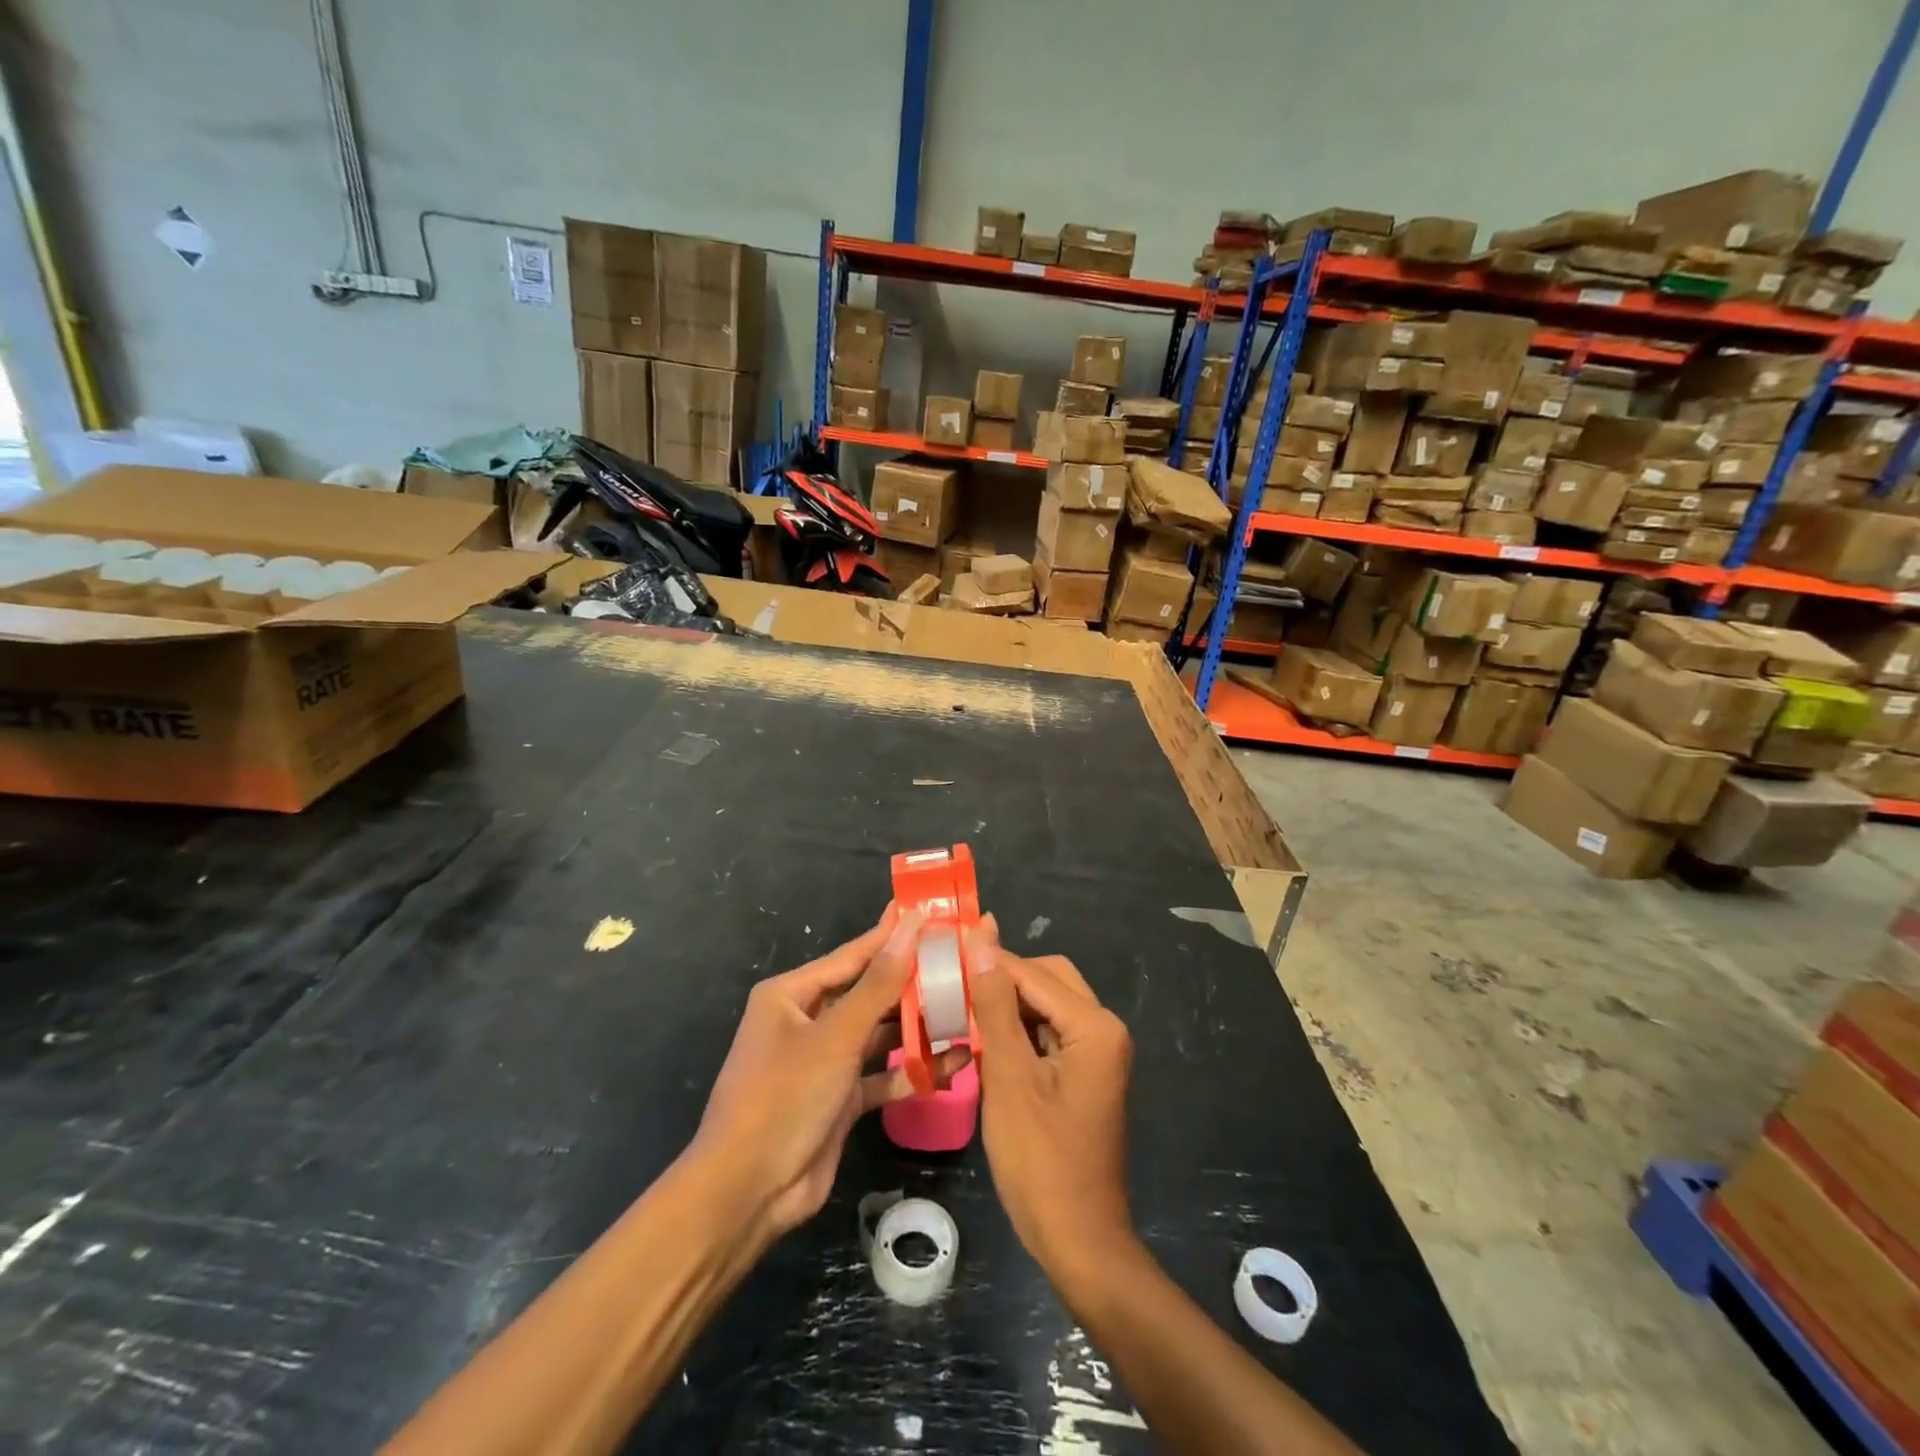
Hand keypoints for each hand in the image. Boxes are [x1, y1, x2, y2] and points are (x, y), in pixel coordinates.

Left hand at [690, 906, 970, 1243]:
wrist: (748, 1194)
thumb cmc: (784, 1097)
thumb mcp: (836, 1036)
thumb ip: (879, 983)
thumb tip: (911, 927)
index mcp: (793, 994)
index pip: (854, 955)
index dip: (893, 935)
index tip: (933, 914)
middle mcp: (808, 1020)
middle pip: (870, 992)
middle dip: (913, 983)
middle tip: (962, 963)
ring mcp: (826, 1060)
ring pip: (880, 1033)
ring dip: (918, 1027)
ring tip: (967, 1009)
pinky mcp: (841, 1098)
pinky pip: (882, 1073)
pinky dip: (912, 1070)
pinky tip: (954, 1063)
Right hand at [967, 919, 1134, 1285]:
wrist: (1077, 1241)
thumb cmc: (1040, 1160)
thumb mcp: (1008, 1076)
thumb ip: (994, 1003)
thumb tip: (982, 936)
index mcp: (1094, 1025)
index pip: (1033, 973)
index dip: (986, 963)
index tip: (940, 956)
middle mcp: (1103, 1028)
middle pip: (1046, 980)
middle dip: (1000, 981)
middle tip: (951, 988)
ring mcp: (1096, 1052)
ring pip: (1044, 1005)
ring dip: (1005, 1006)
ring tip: (958, 1010)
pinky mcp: (1083, 1073)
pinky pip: (1047, 1033)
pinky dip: (1016, 1032)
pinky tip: (981, 1042)